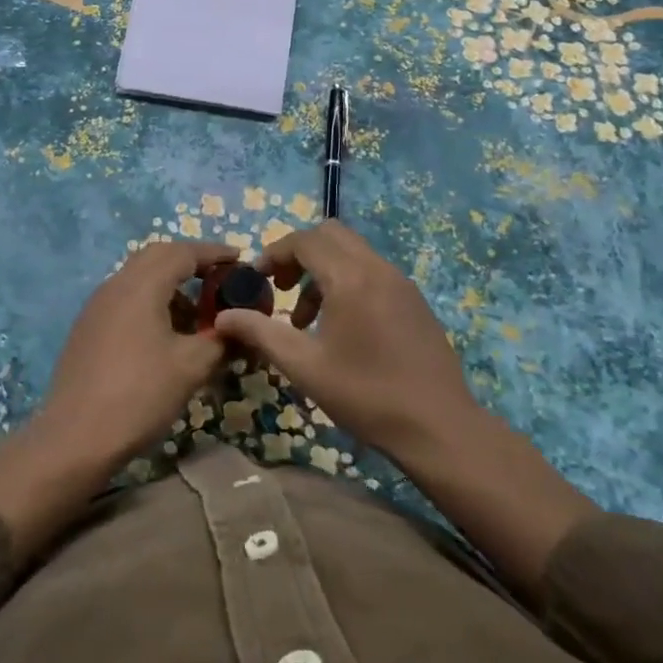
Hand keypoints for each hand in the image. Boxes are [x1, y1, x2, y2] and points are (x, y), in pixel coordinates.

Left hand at [0, 240, 232, 558]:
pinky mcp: (88, 327)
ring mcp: (97, 305)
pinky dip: (151, 301)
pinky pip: (126, 298)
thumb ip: (220, 339)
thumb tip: (239, 327)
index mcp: (142, 285)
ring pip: (139, 277)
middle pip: (158, 256)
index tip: (239, 258)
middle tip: (219, 280)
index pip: (183, 252)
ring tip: (196, 314)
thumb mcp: (191, 367)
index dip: (214, 253)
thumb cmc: (139, 395)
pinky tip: (165, 334)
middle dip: (191, 262)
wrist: (75, 437)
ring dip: (170, 284)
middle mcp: (116, 284)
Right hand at [212, 220, 480, 464]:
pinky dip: (347, 281)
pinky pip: (371, 271)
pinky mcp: (413, 299)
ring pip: (352, 252)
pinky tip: (341, 328)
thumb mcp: (304, 366)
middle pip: (330, 235)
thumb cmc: (366, 395)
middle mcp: (377, 267)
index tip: (257, 278)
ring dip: (322, 270)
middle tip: (281, 288)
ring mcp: (400, 282)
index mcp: (350, 277)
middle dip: (299, 253)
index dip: (274, 253)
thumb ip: (261, 333)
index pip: (304, 240)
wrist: (439, 427)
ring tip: (305, 319)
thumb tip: (224, 317)